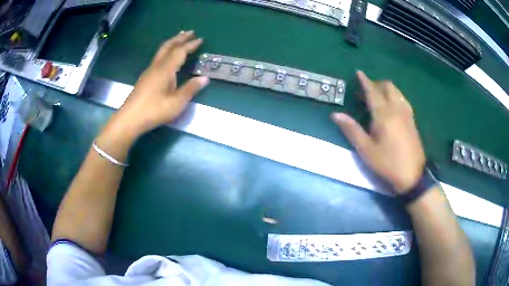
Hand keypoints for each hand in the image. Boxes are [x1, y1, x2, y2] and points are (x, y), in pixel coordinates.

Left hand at [102, 31, 208, 143]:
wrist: (130, 119)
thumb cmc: (154, 111)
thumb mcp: (176, 103)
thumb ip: (190, 89)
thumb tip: (204, 78)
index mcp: (166, 70)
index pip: (180, 51)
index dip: (191, 45)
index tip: (201, 39)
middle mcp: (157, 66)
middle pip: (168, 46)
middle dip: (180, 38)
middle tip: (190, 32)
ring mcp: (149, 71)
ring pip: (161, 51)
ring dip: (172, 43)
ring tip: (179, 39)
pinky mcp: (145, 78)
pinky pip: (158, 58)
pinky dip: (166, 51)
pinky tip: (167, 57)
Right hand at [331, 71, 425, 193]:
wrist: (412, 175)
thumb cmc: (387, 163)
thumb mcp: (366, 150)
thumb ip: (352, 130)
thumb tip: (335, 115)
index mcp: (384, 114)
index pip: (373, 91)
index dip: (365, 81)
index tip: (359, 72)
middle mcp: (397, 109)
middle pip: (388, 87)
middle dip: (376, 84)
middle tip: (367, 92)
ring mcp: (407, 114)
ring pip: (397, 92)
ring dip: (387, 89)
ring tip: (379, 97)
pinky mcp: (412, 120)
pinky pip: (403, 100)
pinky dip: (395, 96)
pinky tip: (392, 106)